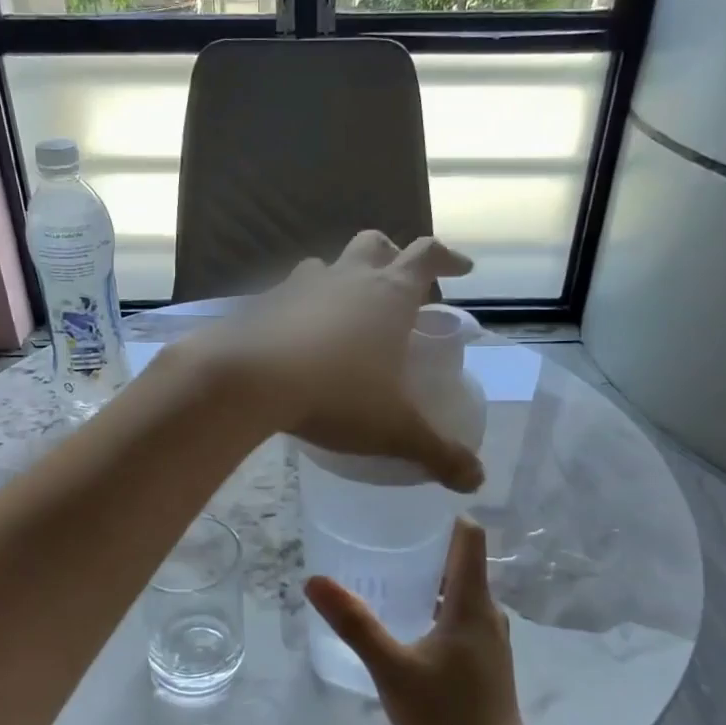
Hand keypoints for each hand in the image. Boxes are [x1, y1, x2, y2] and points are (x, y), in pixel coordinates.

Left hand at [193, 231, 483, 492]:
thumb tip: (476, 480)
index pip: (427, 255)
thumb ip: (438, 452)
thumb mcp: (394, 429)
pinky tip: (296, 340)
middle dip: (391, 257)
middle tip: (398, 286)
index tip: (462, 269)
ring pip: (325, 265)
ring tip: (344, 313)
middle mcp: (347, 279)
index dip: (449, 257)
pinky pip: (287, 296)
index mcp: (389, 295)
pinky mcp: (263, 305)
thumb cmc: (336, 394)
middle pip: (374, 244)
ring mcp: (301, 287)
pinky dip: (298, 309)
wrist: (249, 381)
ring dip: (340, 280)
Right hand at [305, 517, 534, 724]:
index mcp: (473, 602)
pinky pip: (461, 614)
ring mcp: (490, 637)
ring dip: (428, 577)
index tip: (408, 503)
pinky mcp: (486, 658)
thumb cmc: (446, 717)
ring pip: (460, 589)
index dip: (444, 513)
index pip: (470, 535)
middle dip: (424, 544)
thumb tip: (315, 580)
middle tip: (380, 536)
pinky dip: (435, 604)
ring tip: (385, 574)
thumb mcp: (392, 669)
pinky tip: (405, 620)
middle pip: (462, 559)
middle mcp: (488, 611)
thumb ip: (355, 624)